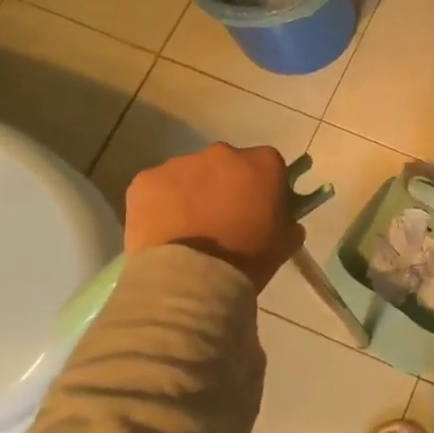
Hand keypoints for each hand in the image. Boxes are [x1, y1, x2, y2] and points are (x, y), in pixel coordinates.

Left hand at [123, 144, 303, 292]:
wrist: (191, 279)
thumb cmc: (247, 259)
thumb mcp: (284, 243)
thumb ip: (288, 222)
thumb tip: (284, 219)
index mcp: (262, 163)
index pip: (268, 165)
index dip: (263, 186)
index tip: (258, 209)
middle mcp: (222, 153)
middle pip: (227, 164)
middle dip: (225, 185)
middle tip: (221, 220)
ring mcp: (180, 164)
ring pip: (189, 175)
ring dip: (191, 194)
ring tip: (187, 231)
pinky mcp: (146, 180)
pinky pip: (157, 188)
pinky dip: (160, 205)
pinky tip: (162, 232)